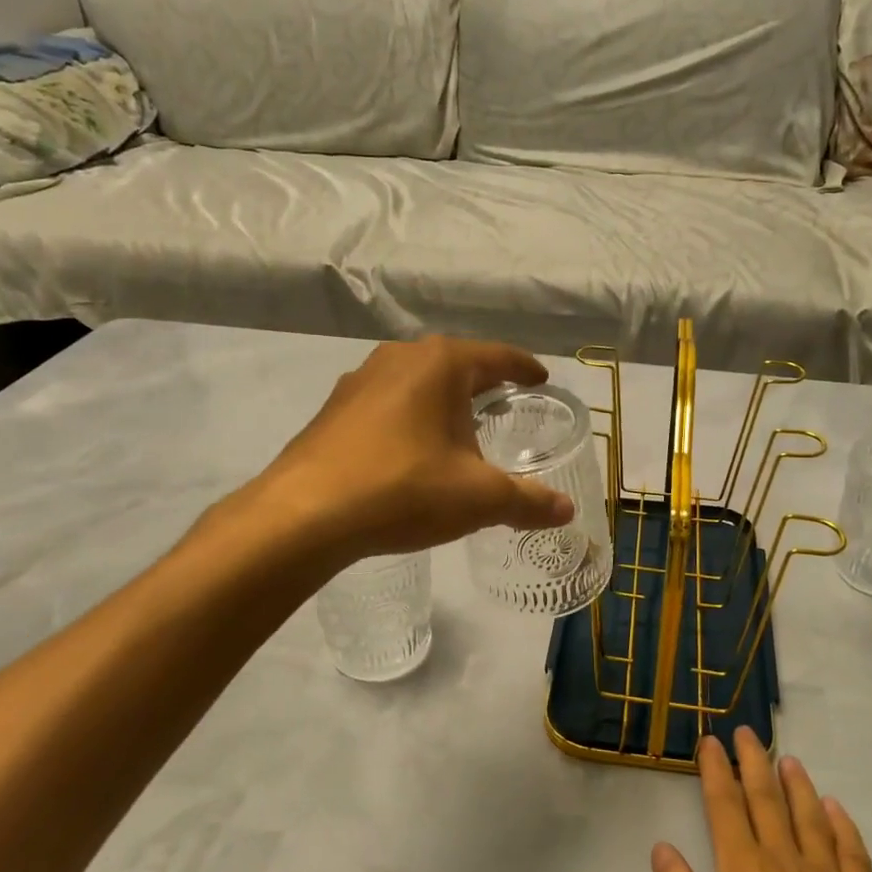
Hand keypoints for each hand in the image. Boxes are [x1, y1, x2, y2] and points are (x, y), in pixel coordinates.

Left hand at [207, 336, 576, 566]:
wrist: (305, 514)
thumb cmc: (404, 489)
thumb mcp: (478, 498)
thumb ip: (527, 501)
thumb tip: (566, 510)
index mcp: (441, 364)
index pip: (497, 357)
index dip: (524, 369)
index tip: (540, 379)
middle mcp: (399, 358)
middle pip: (455, 364)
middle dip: (482, 382)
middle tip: (505, 403)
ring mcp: (359, 381)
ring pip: (416, 382)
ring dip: (441, 400)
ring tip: (459, 426)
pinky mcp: (333, 410)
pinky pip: (386, 403)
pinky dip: (409, 417)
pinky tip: (411, 449)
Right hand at [653, 731, 871, 871]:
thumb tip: (663, 847)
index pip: (725, 808)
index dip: (716, 771)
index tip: (710, 741)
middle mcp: (787, 866)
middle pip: (767, 801)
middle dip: (753, 763)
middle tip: (746, 732)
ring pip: (811, 819)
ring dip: (797, 785)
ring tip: (789, 759)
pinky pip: (854, 853)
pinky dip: (843, 825)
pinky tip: (836, 810)